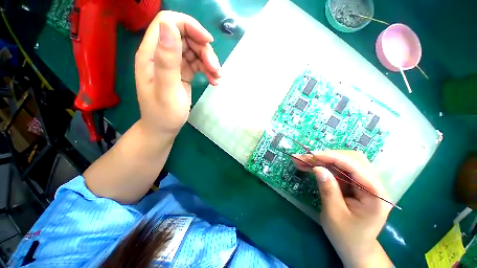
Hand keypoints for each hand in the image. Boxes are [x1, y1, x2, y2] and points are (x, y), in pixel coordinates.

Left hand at [135, 11, 220, 135]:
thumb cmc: (164, 113)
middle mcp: (162, 54)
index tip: (208, 42)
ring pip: (194, 50)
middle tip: (215, 69)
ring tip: (217, 78)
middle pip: (186, 36)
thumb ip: (167, 60)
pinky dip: (208, 70)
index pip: (169, 22)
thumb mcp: (167, 89)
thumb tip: (168, 26)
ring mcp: (173, 63)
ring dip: (209, 61)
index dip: (190, 26)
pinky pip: (197, 64)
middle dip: (204, 50)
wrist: (164, 128)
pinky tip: (214, 81)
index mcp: (152, 53)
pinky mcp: (182, 72)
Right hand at [293, 151, 391, 267]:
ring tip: (303, 160)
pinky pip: (339, 168)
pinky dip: (323, 165)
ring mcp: (364, 182)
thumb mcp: (334, 215)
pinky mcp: (355, 183)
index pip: (355, 166)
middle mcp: (373, 184)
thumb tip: (318, 168)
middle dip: (325, 156)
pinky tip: (310, 165)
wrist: (355, 248)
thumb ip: (328, 190)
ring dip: (322, 159)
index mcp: (375, 194)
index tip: (312, 156)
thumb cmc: (346, 236)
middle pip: (351, 159)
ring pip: (343, 161)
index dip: (333, 158)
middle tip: (304, 158)